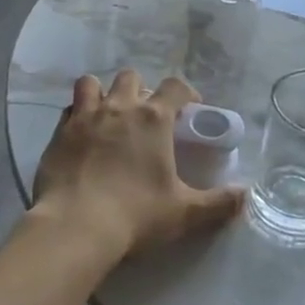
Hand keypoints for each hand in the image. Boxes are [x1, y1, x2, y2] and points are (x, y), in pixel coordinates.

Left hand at [32, 70, 245, 260]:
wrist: (74, 227)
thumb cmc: (136, 215)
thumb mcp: (184, 212)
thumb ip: (218, 203)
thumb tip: (246, 196)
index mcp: (154, 119)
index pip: (175, 87)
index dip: (186, 93)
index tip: (190, 107)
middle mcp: (119, 108)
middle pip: (132, 77)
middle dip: (142, 89)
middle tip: (147, 116)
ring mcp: (84, 117)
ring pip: (92, 83)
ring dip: (103, 93)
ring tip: (109, 115)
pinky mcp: (58, 134)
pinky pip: (68, 109)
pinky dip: (77, 115)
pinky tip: (83, 135)